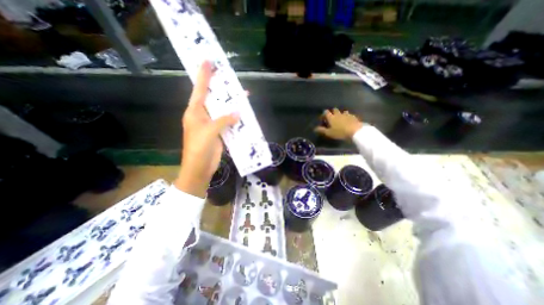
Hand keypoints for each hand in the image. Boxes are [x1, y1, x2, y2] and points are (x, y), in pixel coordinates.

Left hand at [175, 62, 238, 197]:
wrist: (199, 168)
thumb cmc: (199, 149)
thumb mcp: (209, 132)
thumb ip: (223, 120)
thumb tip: (238, 113)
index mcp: (194, 112)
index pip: (200, 90)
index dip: (204, 76)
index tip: (208, 61)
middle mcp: (202, 115)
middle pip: (213, 98)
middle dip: (221, 88)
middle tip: (229, 76)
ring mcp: (211, 124)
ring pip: (222, 110)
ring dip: (231, 104)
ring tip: (242, 95)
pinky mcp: (219, 132)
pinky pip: (228, 122)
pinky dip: (235, 118)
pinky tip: (243, 114)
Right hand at [312, 108, 362, 139]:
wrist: (355, 131)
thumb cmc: (340, 132)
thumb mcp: (329, 133)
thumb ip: (322, 130)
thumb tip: (315, 128)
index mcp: (331, 117)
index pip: (326, 112)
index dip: (324, 114)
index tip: (323, 117)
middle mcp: (338, 114)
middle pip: (334, 110)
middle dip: (332, 112)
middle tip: (332, 117)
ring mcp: (346, 114)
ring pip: (342, 111)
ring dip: (341, 114)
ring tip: (341, 118)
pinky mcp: (353, 116)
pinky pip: (349, 115)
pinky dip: (347, 116)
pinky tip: (348, 120)